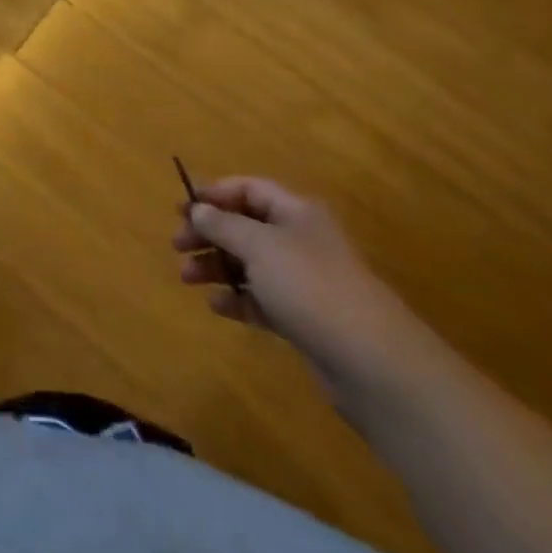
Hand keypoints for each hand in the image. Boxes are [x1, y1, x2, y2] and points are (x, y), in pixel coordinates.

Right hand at [172, 178, 439, 408]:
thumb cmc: (311, 287)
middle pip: (246, 226)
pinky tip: (216, 306)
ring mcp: (305, 281)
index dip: (214, 194)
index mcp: (297, 213)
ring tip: (187, 279)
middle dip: (209, 233)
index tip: (182, 209)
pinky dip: (237, 299)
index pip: (249, 189)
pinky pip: (262, 299)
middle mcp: (301, 241)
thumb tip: (198, 209)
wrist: (374, 363)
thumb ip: (222, 225)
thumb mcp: (258, 246)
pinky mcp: (305, 318)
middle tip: (177, 245)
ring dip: (216, 266)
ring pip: (250, 264)